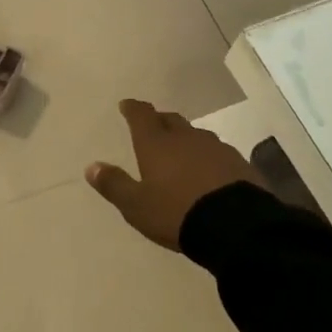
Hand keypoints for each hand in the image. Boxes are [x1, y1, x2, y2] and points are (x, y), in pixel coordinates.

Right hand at [85, 99, 263, 249]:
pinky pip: (218, 153)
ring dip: (186, 139)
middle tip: (153, 126)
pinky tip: (209, 171)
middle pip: (170, 120)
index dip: (133, 108)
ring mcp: (216, 149)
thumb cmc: (177, 213)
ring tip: (181, 151)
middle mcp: (186, 138)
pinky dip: (208, 157)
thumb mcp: (137, 205)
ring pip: (196, 135)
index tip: (127, 104)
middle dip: (159, 120)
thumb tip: (91, 166)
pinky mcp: (240, 164)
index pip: (142, 115)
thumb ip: (114, 184)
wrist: (237, 227)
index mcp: (157, 144)